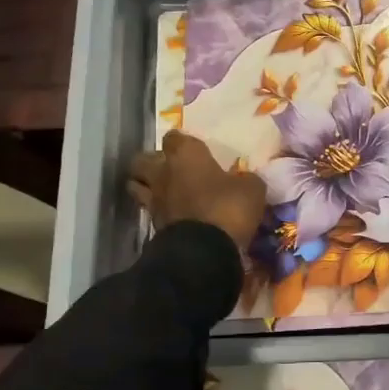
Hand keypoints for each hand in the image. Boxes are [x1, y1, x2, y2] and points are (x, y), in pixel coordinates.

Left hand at [127, 131, 266, 250]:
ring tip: (164, 191)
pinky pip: (149, 211)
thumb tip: (244, 180)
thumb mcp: (252, 189)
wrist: (204, 252)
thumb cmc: (228, 208)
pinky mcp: (152, 226)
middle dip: (151, 162)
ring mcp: (154, 200)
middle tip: (170, 168)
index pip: (174, 137)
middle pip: (142, 160)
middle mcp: (163, 173)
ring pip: (136, 185)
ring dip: (146, 186)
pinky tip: (171, 214)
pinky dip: (157, 211)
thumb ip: (245, 179)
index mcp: (186, 155)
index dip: (182, 142)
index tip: (193, 149)